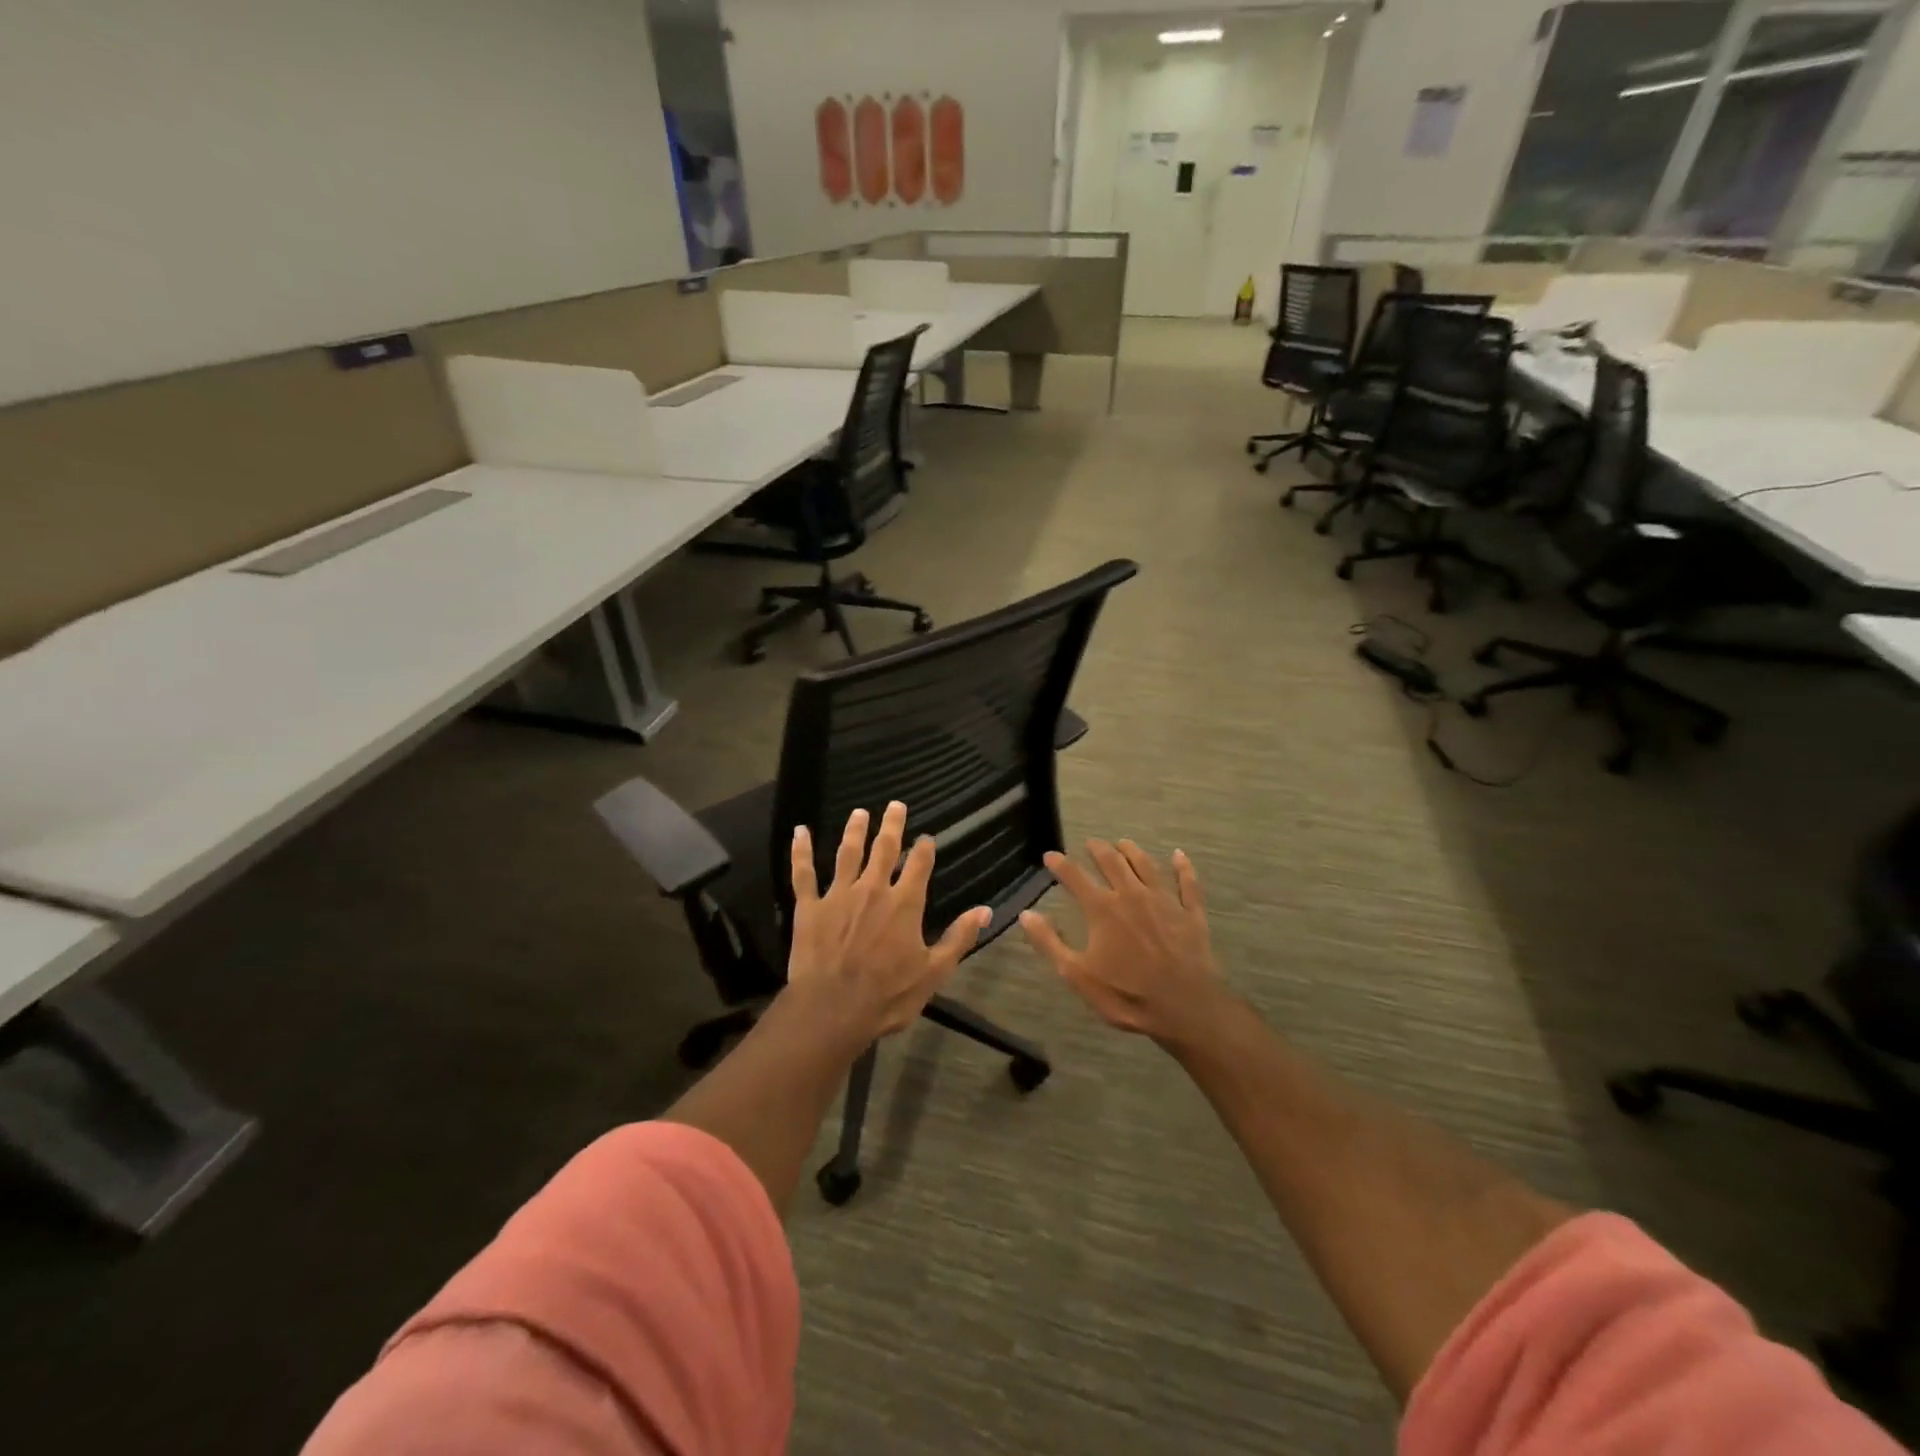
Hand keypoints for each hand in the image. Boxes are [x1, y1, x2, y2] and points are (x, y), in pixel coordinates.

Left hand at [787, 802, 990, 1039]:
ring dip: (854, 831)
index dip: (924, 848)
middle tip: (895, 805)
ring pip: (847, 854)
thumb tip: (985, 911)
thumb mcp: (933, 972)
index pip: (918, 865)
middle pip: (884, 849)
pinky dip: (801, 851)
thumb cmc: (888, 995)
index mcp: (904, 904)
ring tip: (859, 812)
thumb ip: (958, 938)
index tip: (926, 837)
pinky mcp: (809, 907)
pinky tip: (800, 831)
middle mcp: (873, 889)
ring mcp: (838, 895)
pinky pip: (804, 873)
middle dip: (891, 825)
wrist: (833, 1009)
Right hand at [1020, 839, 1225, 1045]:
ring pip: (1147, 866)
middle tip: (1091, 843)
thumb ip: (1050, 942)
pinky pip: (1188, 884)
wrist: (1185, 1008)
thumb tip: (1026, 913)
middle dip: (1099, 850)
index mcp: (1103, 909)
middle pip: (1113, 862)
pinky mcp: (1191, 914)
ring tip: (1124, 843)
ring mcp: (1165, 902)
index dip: (1060, 864)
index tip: (1050, 855)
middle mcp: (1132, 895)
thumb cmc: (1126, 995)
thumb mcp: (1077, 974)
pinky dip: (1184, 868)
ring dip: (1133, 851)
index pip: (1075, 876)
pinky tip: (1180, 856)